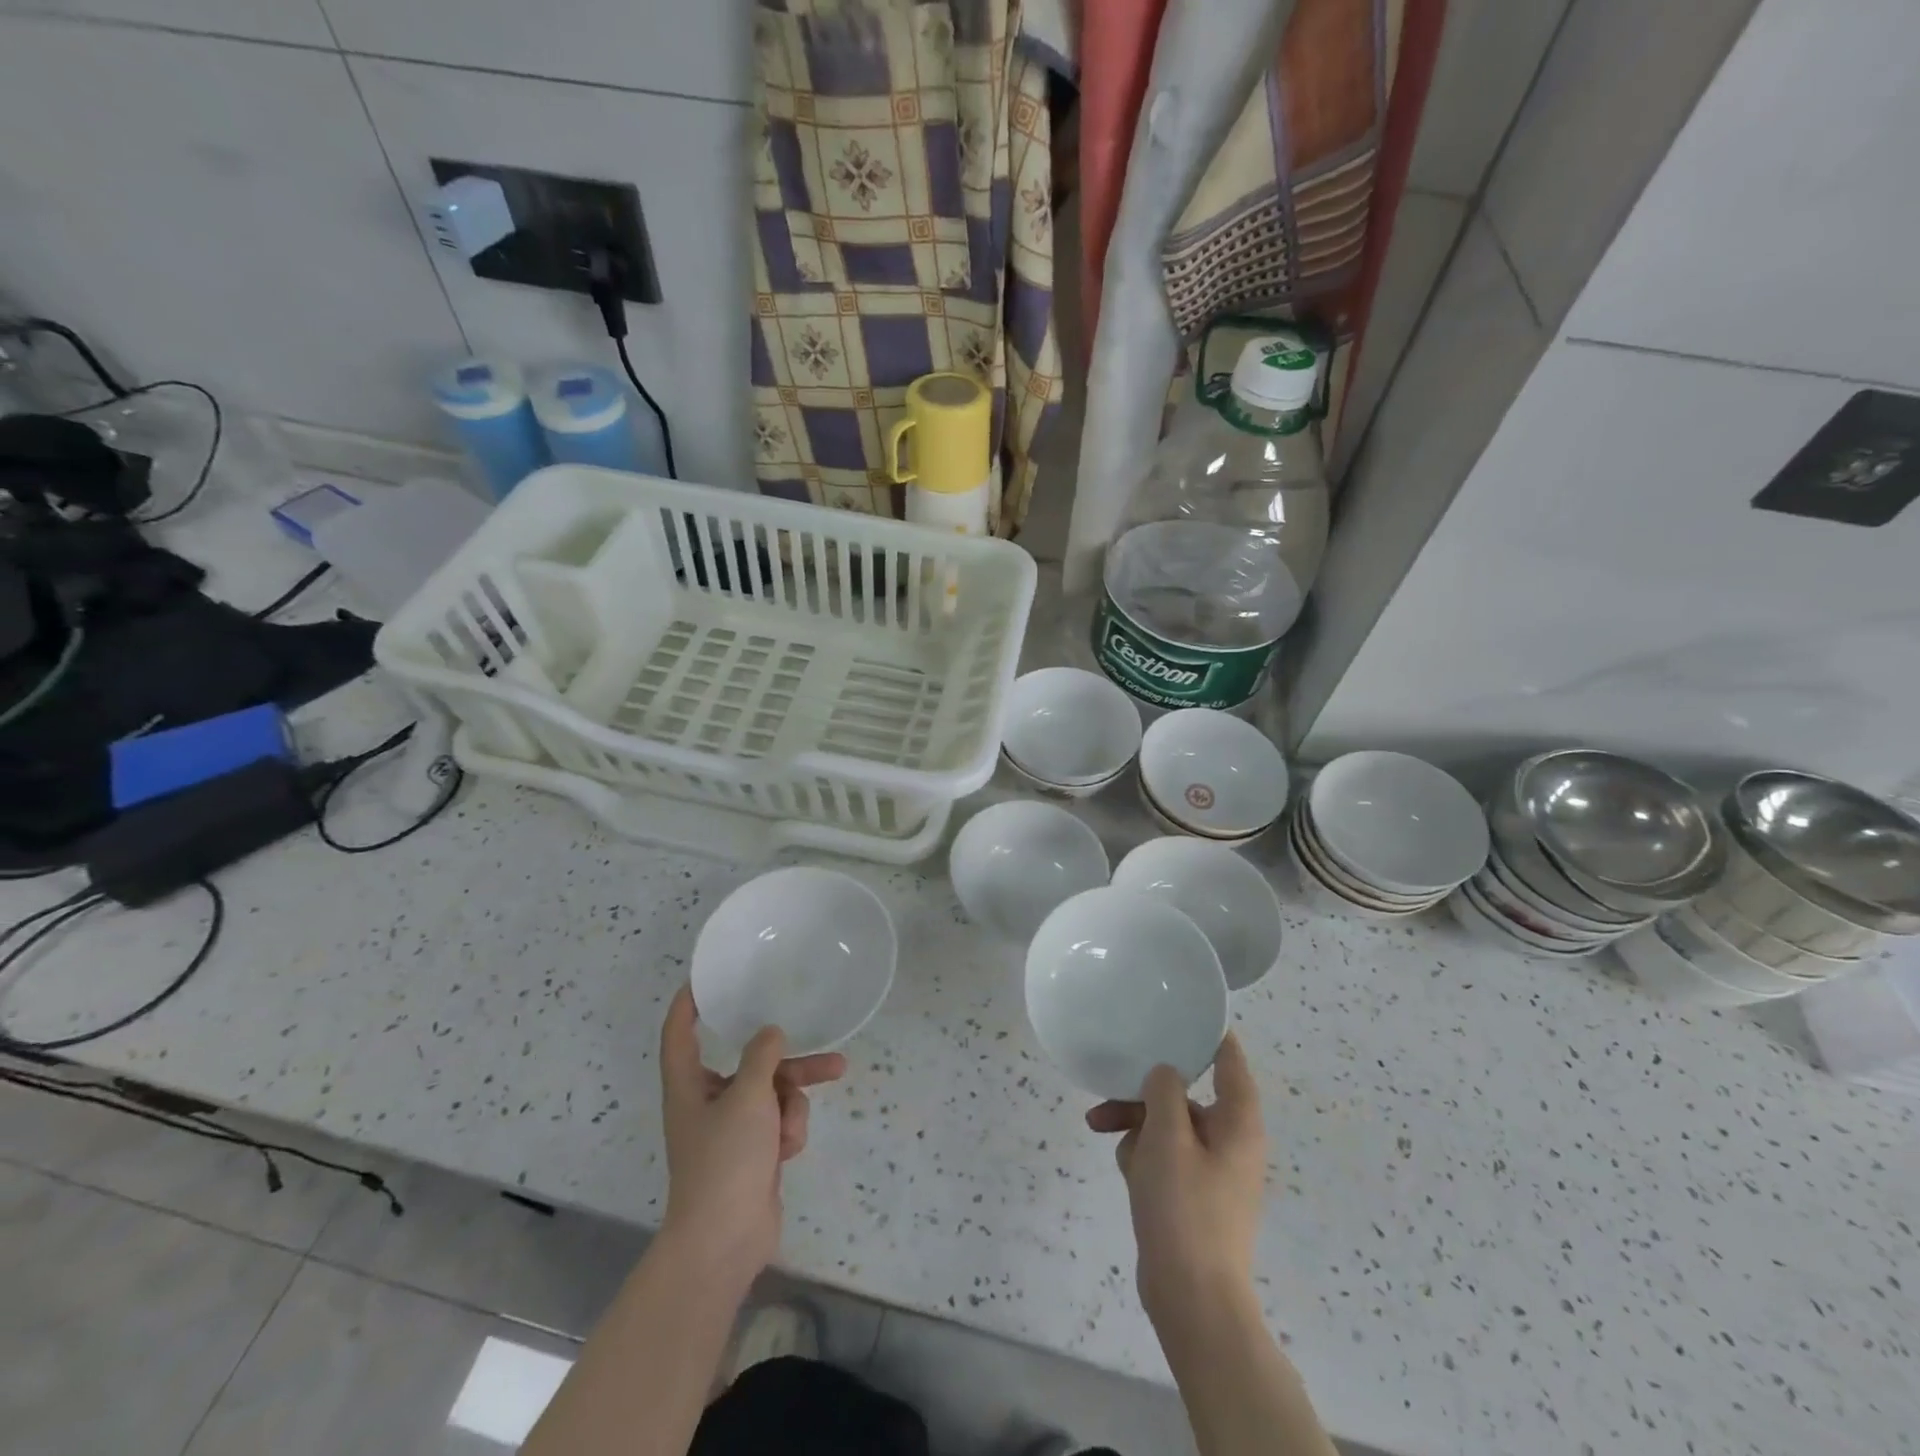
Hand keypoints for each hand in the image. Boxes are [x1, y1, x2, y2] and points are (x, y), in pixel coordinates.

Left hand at [657, 986, 846, 1289]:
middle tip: (826, 1051)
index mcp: (689, 1085)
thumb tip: (769, 1033)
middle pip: (750, 1063)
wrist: (725, 1241)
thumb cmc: (725, 1160)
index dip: (688, 1003)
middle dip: (788, 1062)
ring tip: (803, 1118)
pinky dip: (788, 1132)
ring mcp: (732, 1129)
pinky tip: (785, 1153)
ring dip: (792, 1102)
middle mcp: (708, 1101)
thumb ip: (762, 1057)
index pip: (679, 1032)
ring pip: (773, 1092)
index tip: (706, 978)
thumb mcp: (748, 1097)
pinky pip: (779, 1122)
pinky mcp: (753, 1152)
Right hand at [1086, 1033, 1267, 1326]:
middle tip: (1108, 1089)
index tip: (1173, 1010)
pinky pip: (1164, 1155)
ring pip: (1168, 1123)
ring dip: (1134, 1122)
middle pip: (1185, 1092)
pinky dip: (1142, 1154)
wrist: (1192, 1300)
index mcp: (1238, 1120)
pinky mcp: (1192, 1194)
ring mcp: (1212, 1169)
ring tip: (1099, 1129)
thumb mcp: (1167, 1137)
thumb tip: (1164, 1072)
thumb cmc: (1185, 1209)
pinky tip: (1124, 1170)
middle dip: (1144, 1091)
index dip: (1205, 1031)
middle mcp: (1231, 1139)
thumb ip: (1164, 1090)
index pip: (1228, 1057)